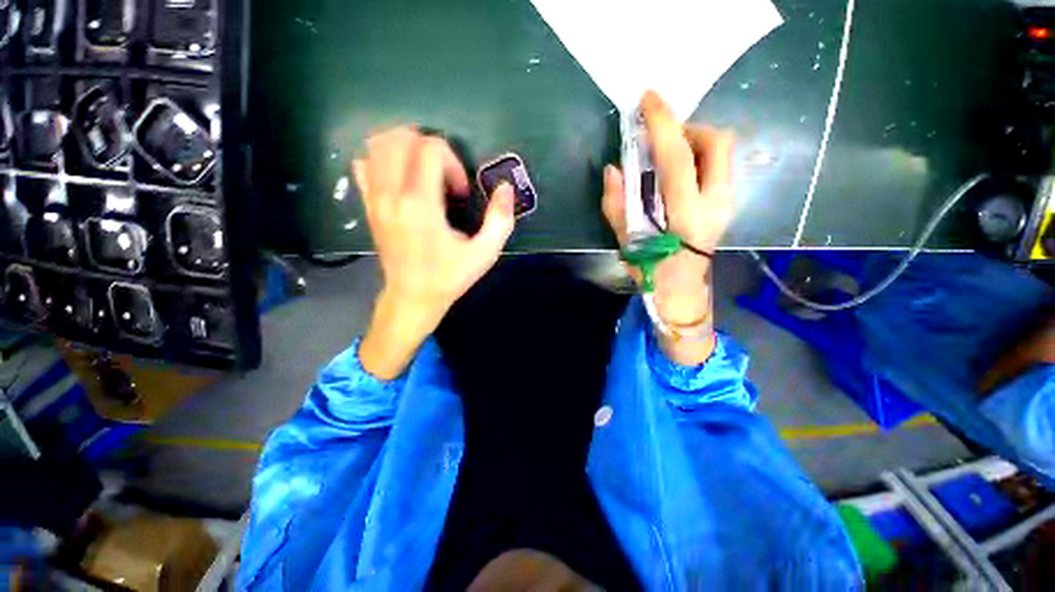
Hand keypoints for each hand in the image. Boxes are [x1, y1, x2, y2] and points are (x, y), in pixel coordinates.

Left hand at [354, 127, 515, 378]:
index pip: (430, 149)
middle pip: (399, 137)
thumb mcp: (484, 253)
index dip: (453, 162)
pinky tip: (402, 180)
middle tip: (444, 176)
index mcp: (420, 205)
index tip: (460, 192)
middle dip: (429, 147)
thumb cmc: (449, 276)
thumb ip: (500, 220)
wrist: (412, 297)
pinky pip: (364, 164)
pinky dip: (382, 160)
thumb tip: (506, 188)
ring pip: (377, 144)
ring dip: (405, 148)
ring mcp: (374, 198)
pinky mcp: (367, 205)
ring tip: (425, 172)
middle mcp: (390, 194)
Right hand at [602, 91, 734, 363]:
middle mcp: (716, 202)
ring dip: (693, 143)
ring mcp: (726, 202)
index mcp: (686, 215)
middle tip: (661, 140)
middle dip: (689, 129)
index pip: (677, 157)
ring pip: (721, 152)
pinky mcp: (726, 204)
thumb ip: (617, 206)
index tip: (649, 99)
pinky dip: (697, 157)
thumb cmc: (652, 273)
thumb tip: (613, 169)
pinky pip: (717, 166)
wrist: (683, 293)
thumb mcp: (627, 243)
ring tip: (665, 157)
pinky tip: (676, 173)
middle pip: (718, 142)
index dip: (663, 124)